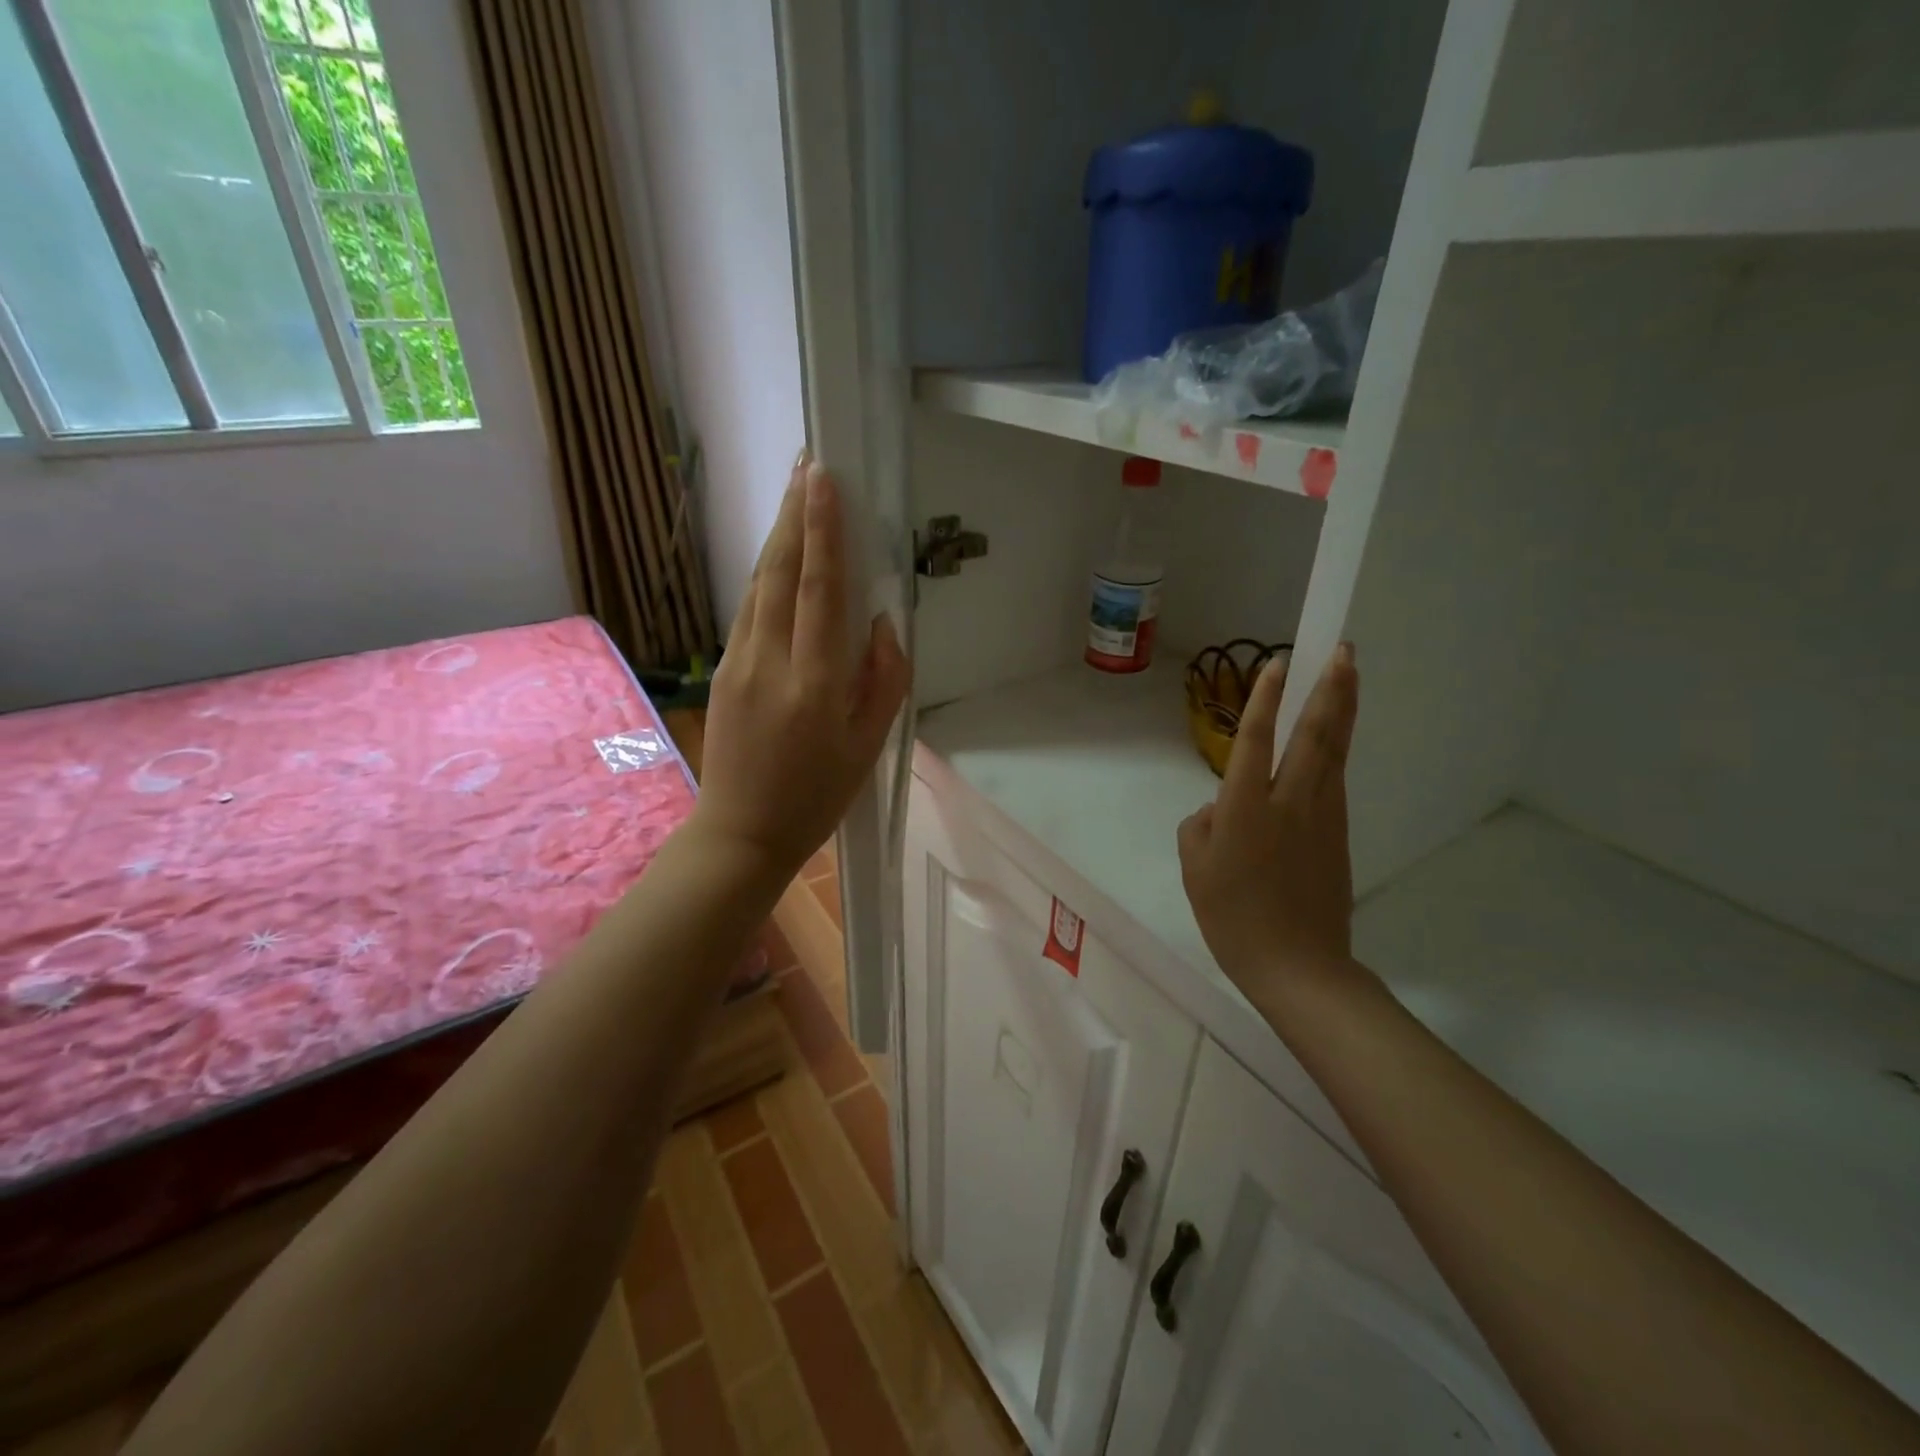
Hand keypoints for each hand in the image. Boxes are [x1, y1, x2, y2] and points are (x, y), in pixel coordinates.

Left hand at [694, 454, 910, 878]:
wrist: (742, 833)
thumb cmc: (817, 796)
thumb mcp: (868, 747)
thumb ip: (883, 681)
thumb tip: (881, 624)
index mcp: (815, 683)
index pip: (820, 589)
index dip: (823, 530)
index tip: (823, 477)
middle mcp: (770, 661)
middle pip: (780, 571)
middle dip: (794, 514)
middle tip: (806, 463)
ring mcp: (738, 663)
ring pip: (758, 585)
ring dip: (778, 537)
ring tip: (794, 496)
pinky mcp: (721, 670)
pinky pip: (748, 610)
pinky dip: (766, 574)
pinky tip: (778, 558)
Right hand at [1177, 643, 1359, 1002]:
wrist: (1298, 965)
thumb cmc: (1232, 917)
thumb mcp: (1194, 869)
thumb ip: (1199, 826)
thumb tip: (1218, 809)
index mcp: (1246, 808)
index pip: (1257, 739)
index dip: (1266, 698)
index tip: (1278, 661)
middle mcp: (1290, 801)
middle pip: (1315, 734)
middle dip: (1330, 688)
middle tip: (1343, 649)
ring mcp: (1322, 815)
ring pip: (1335, 751)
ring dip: (1343, 709)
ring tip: (1349, 675)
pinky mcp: (1339, 833)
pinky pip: (1337, 778)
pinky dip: (1339, 747)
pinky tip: (1336, 736)